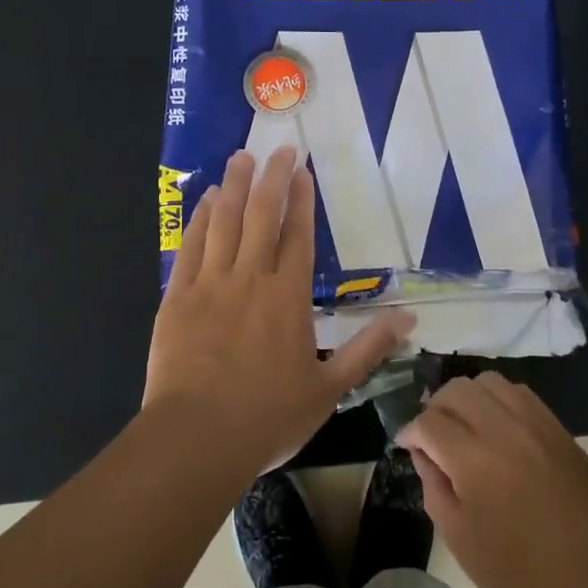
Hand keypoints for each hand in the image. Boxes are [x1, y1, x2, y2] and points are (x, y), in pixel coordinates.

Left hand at [146, 146, 413, 477]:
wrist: (196, 439)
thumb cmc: (268, 417)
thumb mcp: (330, 388)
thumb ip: (369, 349)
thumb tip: (410, 318)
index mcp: (288, 298)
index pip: (298, 237)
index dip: (302, 201)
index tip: (303, 171)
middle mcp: (250, 280)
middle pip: (261, 217)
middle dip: (271, 179)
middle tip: (278, 148)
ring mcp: (210, 286)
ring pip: (223, 223)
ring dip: (233, 187)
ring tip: (240, 158)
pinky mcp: (178, 299)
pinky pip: (190, 248)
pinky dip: (198, 221)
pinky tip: (204, 202)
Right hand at [399, 373, 587, 587]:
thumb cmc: (527, 584)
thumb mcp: (464, 544)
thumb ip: (436, 489)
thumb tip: (424, 453)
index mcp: (476, 462)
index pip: (429, 421)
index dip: (411, 432)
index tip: (407, 447)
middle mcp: (506, 430)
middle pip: (457, 390)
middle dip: (436, 408)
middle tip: (433, 438)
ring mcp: (539, 425)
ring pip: (490, 383)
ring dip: (468, 399)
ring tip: (465, 430)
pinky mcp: (561, 431)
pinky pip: (521, 395)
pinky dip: (499, 402)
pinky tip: (497, 432)